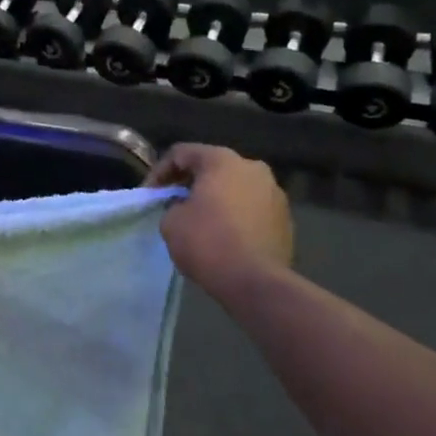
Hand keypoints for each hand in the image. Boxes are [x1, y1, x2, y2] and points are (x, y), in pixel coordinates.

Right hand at [147, 145, 293, 293]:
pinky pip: (252, 208)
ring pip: (235, 188)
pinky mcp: (285, 219)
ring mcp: (275, 193)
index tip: (149, 195)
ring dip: (215, 199)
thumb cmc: (208, 243)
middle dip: (190, 183)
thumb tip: (184, 206)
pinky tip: (223, 236)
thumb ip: (172, 204)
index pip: (182, 153)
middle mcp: (253, 168)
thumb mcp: (171, 221)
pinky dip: (235, 215)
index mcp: (223, 161)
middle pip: (213, 167)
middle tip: (172, 203)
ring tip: (199, 221)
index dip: (159, 171)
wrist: (255, 282)